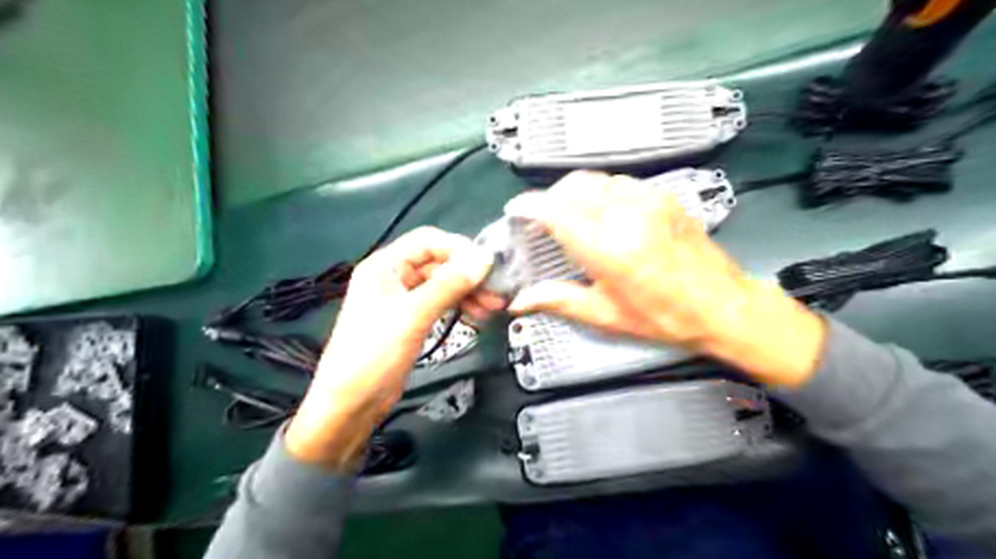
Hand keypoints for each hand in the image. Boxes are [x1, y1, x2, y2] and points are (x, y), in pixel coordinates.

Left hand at [289, 226, 506, 465]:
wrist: (351, 403)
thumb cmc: (374, 353)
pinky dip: (459, 307)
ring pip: (442, 285)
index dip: (459, 248)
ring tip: (493, 307)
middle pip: (438, 263)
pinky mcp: (411, 320)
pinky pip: (440, 304)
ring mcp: (403, 300)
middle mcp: (394, 277)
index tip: (487, 265)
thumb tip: (484, 258)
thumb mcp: (413, 315)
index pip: (428, 241)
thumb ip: (449, 284)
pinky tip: (478, 316)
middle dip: (468, 275)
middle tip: (496, 291)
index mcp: (385, 265)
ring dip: (468, 292)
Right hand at [507, 172, 825, 386]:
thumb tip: (520, 301)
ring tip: (568, 216)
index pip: (556, 211)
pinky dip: (598, 191)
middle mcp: (627, 216)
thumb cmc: (665, 317)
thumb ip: (558, 300)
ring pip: (594, 179)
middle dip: (548, 199)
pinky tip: (600, 212)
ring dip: (572, 193)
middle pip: (572, 187)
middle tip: (540, 220)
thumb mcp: (606, 315)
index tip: (515, 211)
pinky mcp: (663, 196)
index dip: (529, 206)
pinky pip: (618, 182)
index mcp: (609, 249)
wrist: (723, 305)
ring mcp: (648, 201)